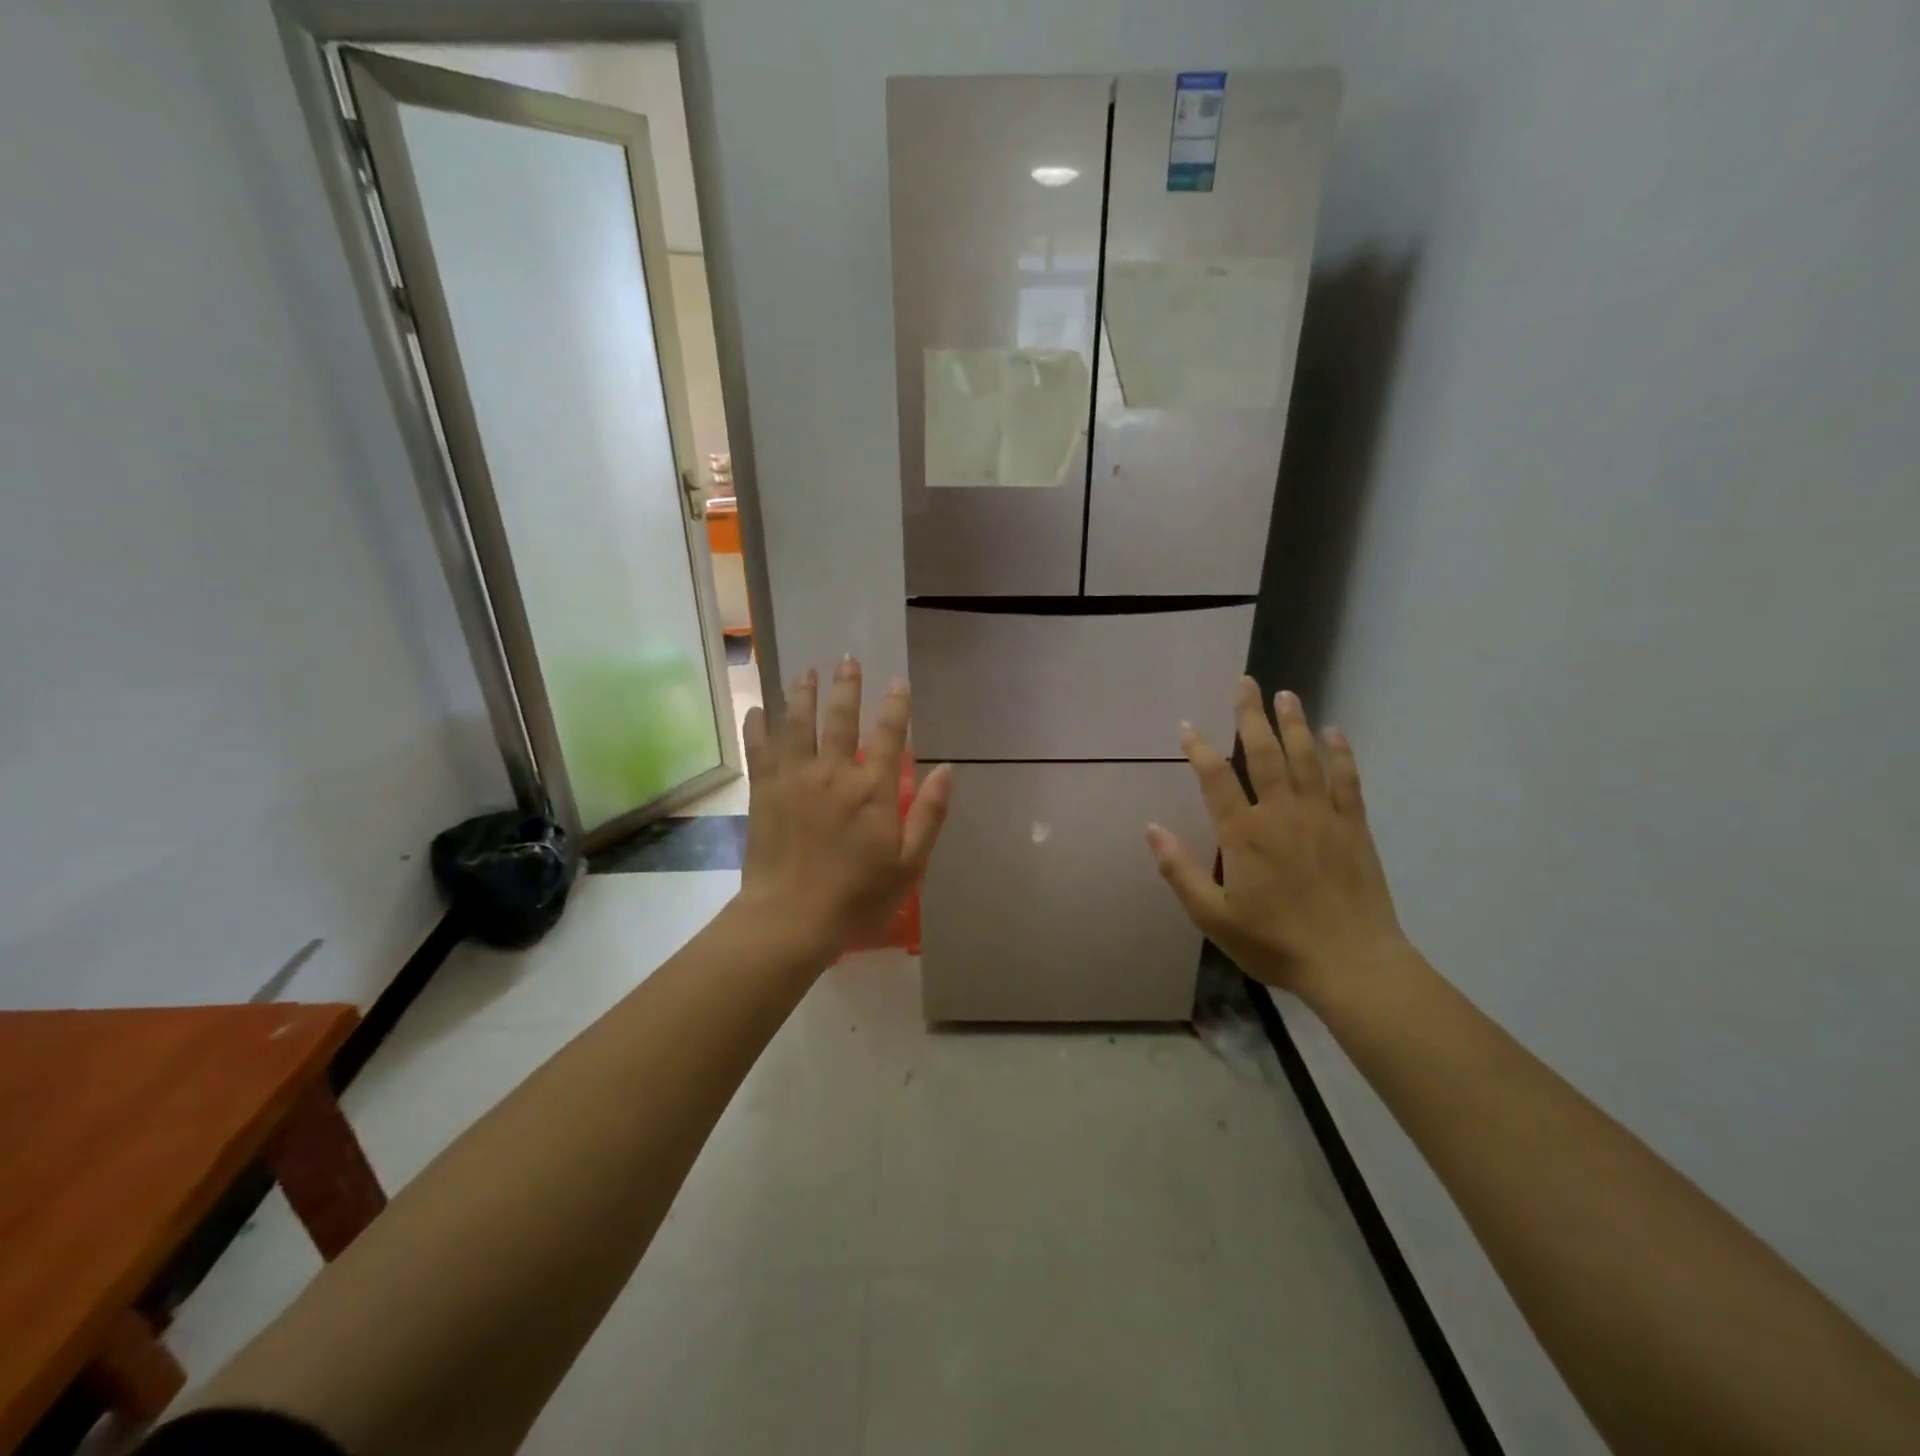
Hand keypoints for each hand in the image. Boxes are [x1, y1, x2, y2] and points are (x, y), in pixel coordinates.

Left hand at [738, 657, 952, 959]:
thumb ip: (929, 814)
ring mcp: (794, 778)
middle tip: (846, 660)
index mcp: (873, 789)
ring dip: (803, 694)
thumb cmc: (857, 897)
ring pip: (797, 723)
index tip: (898, 680)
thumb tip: (948, 769)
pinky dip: (758, 725)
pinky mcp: (764, 791)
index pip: (890, 735)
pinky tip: (756, 709)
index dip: (896, 705)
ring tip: (805, 672)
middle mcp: (834, 772)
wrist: (790, 919)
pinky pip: (759, 748)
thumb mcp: (909, 864)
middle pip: (840, 718)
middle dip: (846, 687)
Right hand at [1147, 677, 1408, 1003]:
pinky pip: (1347, 780)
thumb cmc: (1275, 942)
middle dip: (1250, 716)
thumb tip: (1151, 829)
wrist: (1352, 964)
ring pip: (1305, 758)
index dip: (1199, 748)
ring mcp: (1321, 816)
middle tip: (1245, 683)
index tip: (1187, 726)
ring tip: (1285, 694)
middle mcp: (1281, 813)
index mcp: (1243, 834)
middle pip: (1263, 753)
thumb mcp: (1213, 917)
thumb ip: (1179, 871)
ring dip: (1293, 723)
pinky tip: (1335, 732)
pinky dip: (1341, 754)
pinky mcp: (1353, 827)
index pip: (1215, 778)